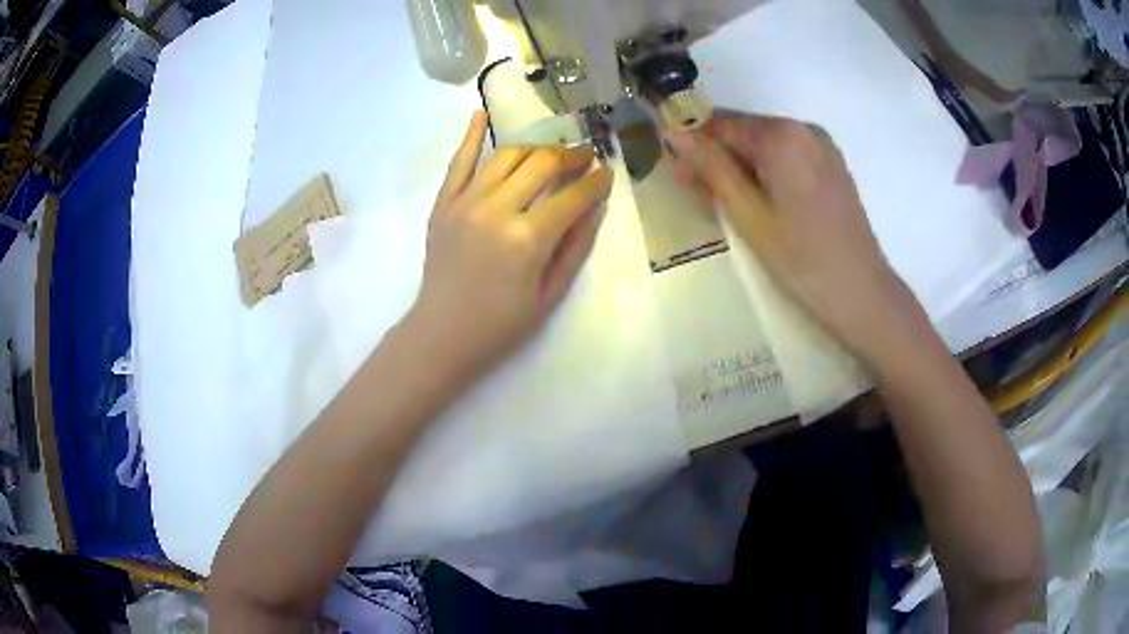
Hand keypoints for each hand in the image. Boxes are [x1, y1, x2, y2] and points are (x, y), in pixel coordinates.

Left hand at [404, 111, 613, 383]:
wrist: (442, 333)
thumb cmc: (501, 324)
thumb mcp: (550, 294)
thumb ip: (576, 246)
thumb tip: (596, 204)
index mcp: (528, 238)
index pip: (573, 195)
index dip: (596, 182)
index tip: (608, 174)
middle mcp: (497, 209)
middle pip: (542, 164)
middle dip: (571, 156)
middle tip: (585, 158)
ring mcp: (465, 201)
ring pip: (507, 155)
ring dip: (536, 148)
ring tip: (551, 154)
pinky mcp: (443, 203)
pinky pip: (459, 161)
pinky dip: (471, 135)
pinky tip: (481, 114)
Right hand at [667, 114, 921, 363]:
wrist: (861, 292)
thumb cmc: (801, 258)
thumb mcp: (748, 214)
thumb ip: (711, 167)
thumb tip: (674, 133)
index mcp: (781, 134)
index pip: (719, 123)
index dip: (692, 146)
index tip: (678, 177)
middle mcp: (803, 128)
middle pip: (743, 132)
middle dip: (717, 159)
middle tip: (700, 198)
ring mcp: (821, 145)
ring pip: (764, 145)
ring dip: (740, 168)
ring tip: (728, 206)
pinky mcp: (831, 164)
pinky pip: (787, 156)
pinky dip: (766, 172)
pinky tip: (761, 204)